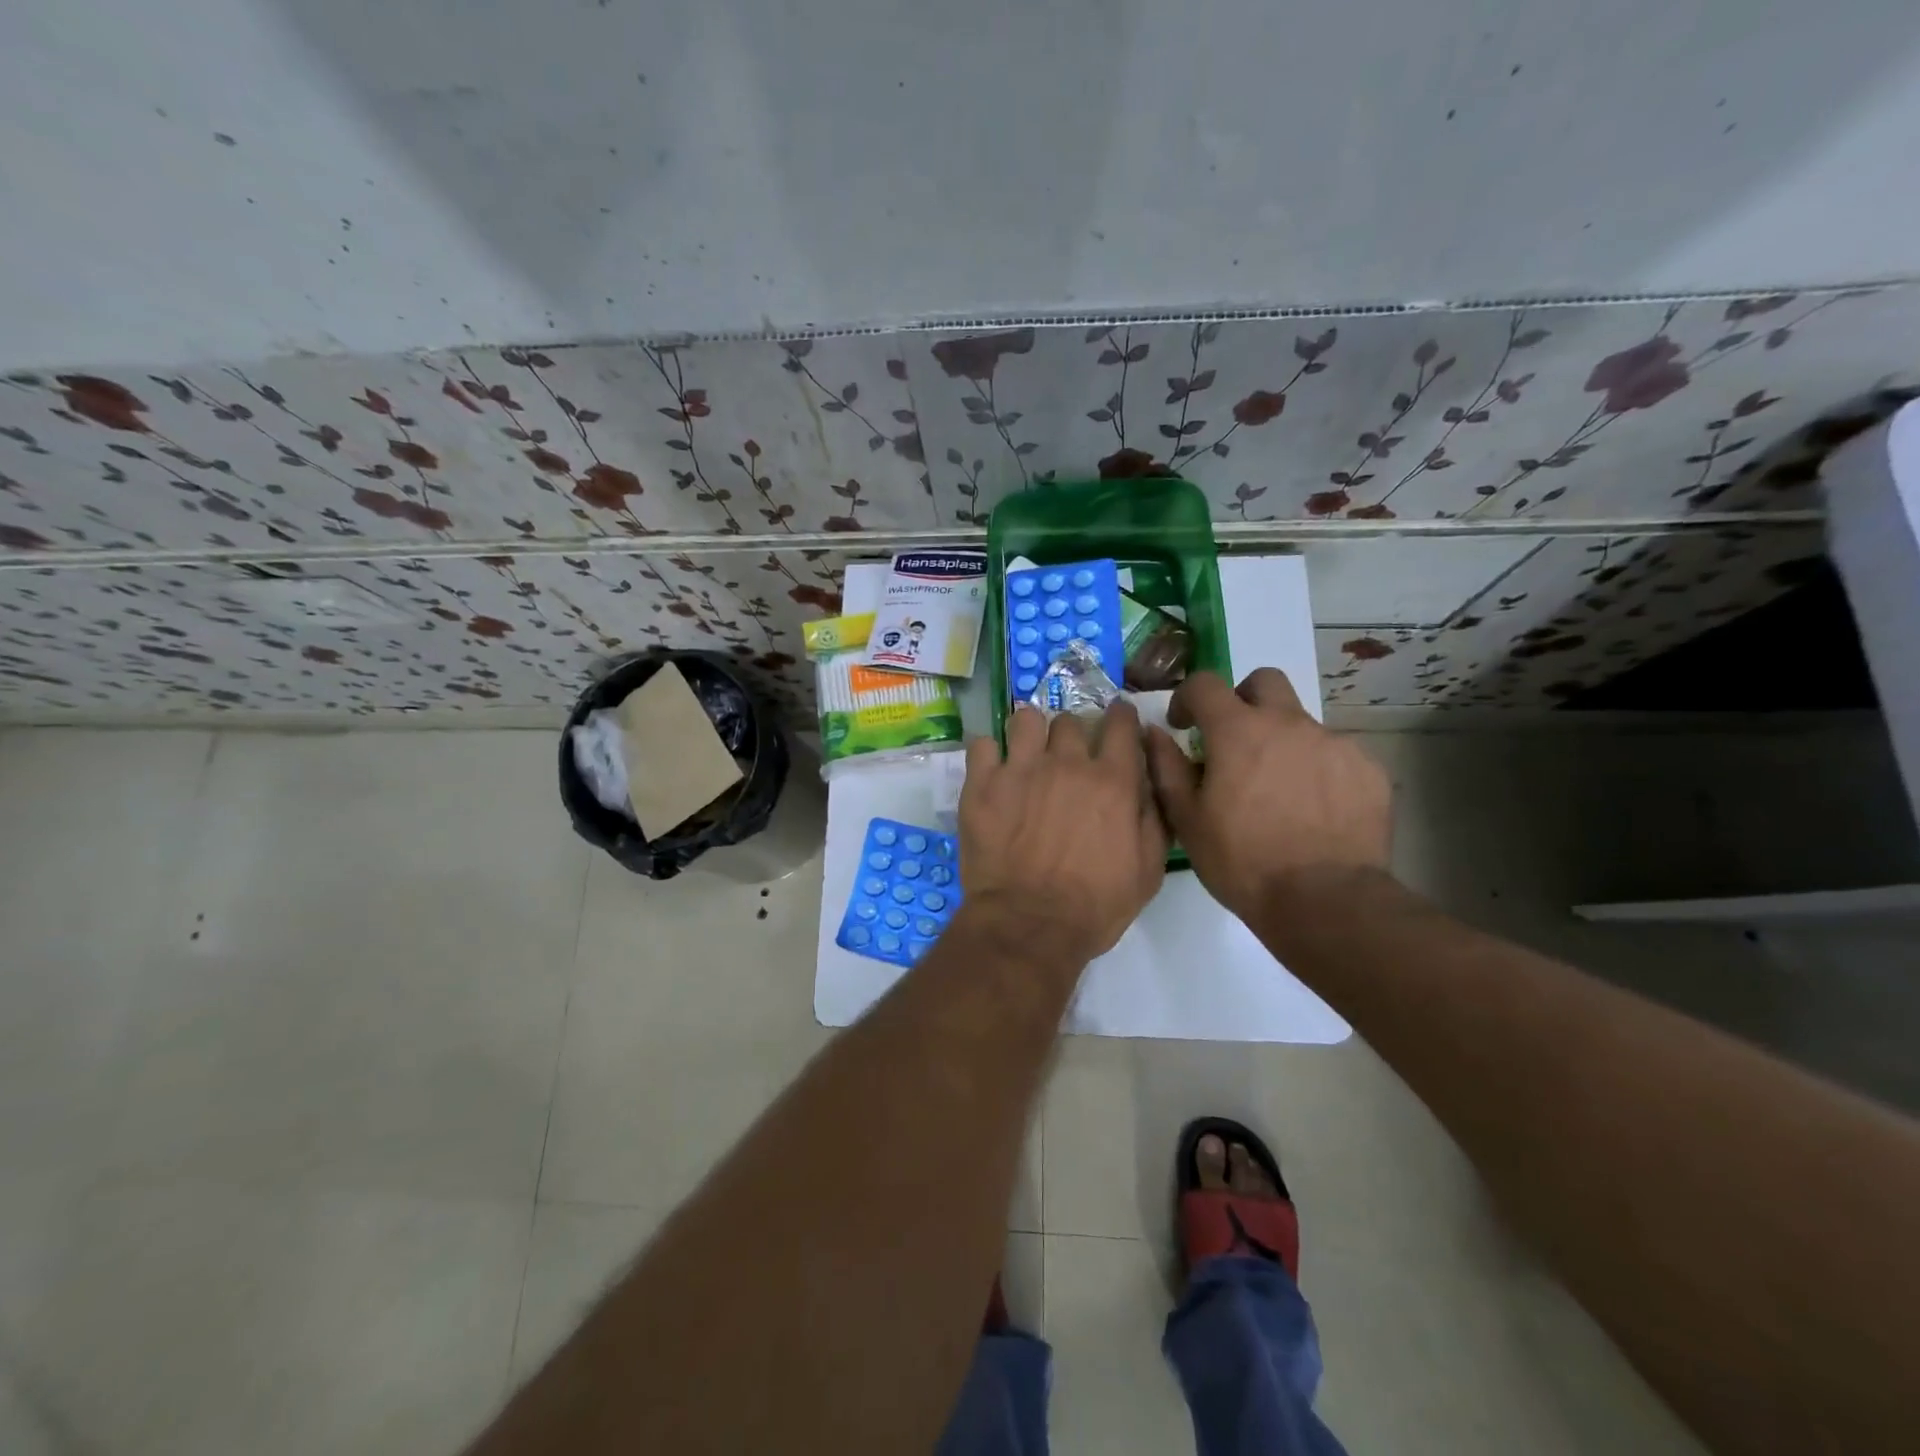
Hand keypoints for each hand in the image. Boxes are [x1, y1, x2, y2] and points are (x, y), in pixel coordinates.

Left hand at [960, 702, 1167, 963]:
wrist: (1029, 926)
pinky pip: (981, 745)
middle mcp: (1066, 763)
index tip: (1116, 720)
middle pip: (1069, 720)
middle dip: (1072, 733)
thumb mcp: (1148, 870)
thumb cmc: (1095, 906)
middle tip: (1066, 756)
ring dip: (1030, 732)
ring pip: (1025, 719)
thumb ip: (1153, 816)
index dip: (1120, 717)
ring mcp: (1020, 770)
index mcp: (1112, 780)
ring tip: (1027, 753)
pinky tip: (991, 769)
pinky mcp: (981, 785)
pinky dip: (988, 753)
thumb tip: (1149, 777)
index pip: (1120, 723)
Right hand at [1145, 669, 1390, 919]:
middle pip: (1264, 681)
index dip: (1187, 697)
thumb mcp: (1186, 819)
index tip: (1183, 725)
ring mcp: (1334, 743)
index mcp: (1238, 731)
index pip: (1205, 683)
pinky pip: (1334, 754)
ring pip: (1301, 722)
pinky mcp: (1368, 769)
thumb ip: (1166, 766)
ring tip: (1276, 790)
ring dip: (1281, 741)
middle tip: (1234, 740)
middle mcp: (1289, 723)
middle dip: (1243, 699)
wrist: (1324, 901)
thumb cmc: (1242, 861)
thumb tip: (1155, 733)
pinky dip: (1316, 770)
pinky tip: (1312, 810)